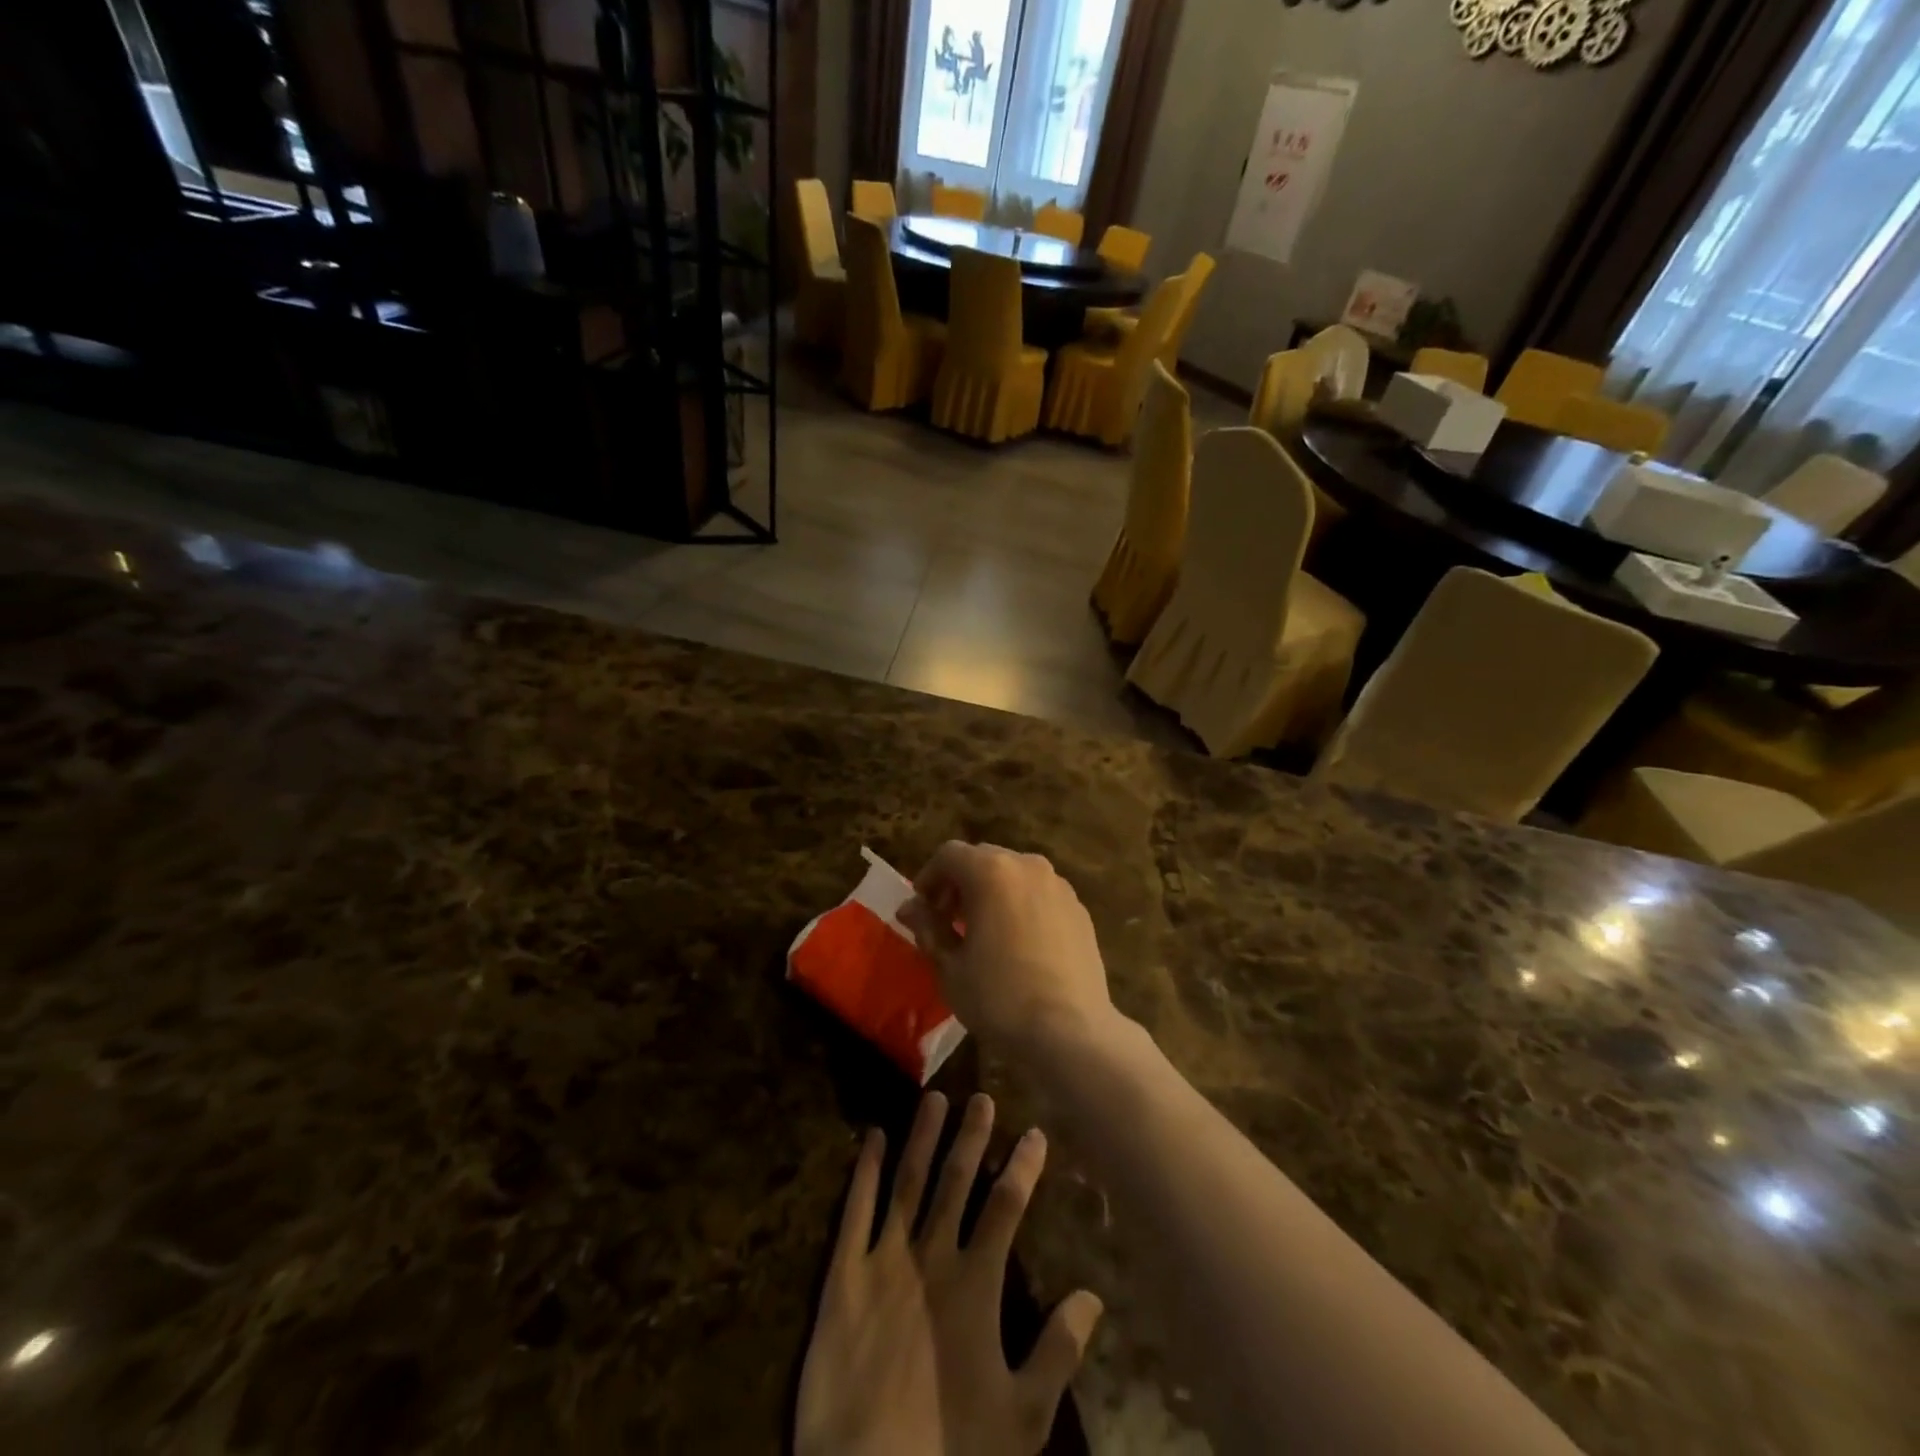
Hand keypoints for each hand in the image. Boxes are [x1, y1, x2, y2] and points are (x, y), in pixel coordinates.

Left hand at [795, 1091, 1102, 1455]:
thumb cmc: (950, 1451)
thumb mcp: (1022, 1417)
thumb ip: (1058, 1352)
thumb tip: (1093, 1295)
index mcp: (975, 1284)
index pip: (1006, 1207)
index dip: (1022, 1167)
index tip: (1034, 1132)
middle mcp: (932, 1256)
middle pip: (956, 1181)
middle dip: (970, 1136)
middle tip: (980, 1096)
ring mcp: (884, 1260)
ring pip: (908, 1182)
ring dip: (922, 1137)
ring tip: (933, 1097)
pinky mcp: (844, 1275)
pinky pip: (855, 1210)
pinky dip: (864, 1170)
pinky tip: (870, 1136)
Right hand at [896, 843, 1116, 1052]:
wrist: (1070, 1031)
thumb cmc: (999, 997)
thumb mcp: (950, 966)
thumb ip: (928, 927)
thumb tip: (910, 908)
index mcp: (991, 872)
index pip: (949, 855)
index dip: (928, 877)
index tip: (921, 909)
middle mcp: (1028, 866)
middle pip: (983, 859)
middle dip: (960, 883)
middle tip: (946, 920)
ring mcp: (1059, 886)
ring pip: (1014, 874)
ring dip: (991, 892)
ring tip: (982, 931)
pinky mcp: (1080, 909)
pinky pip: (1040, 894)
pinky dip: (1020, 904)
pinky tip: (1017, 942)